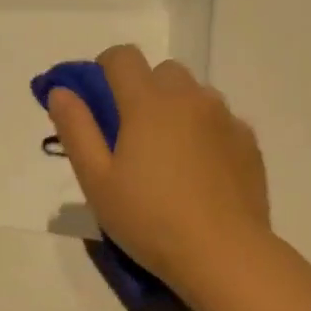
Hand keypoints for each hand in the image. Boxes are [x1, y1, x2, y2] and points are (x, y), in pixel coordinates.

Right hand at [47, 45, 270, 293]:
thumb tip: (62, 92)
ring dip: (177, 111)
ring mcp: (225, 118)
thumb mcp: (97, 182)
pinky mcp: (248, 142)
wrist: (222, 253)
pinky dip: (205, 134)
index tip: (99, 102)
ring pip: (195, 95)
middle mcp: (190, 98)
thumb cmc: (149, 219)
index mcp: (148, 102)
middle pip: (163, 72)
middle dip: (144, 91)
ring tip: (171, 158)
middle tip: (134, 138)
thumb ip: (76, 130)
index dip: (104, 70)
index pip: (122, 57)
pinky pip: (221, 122)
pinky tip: (201, 174)